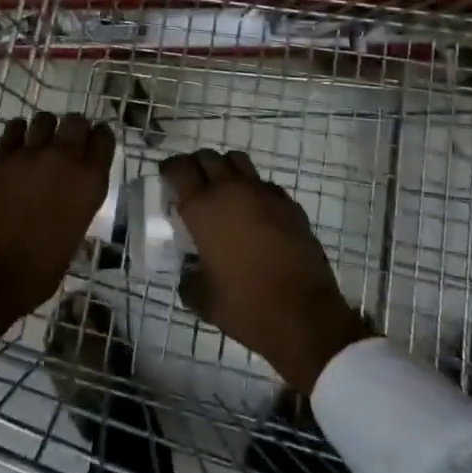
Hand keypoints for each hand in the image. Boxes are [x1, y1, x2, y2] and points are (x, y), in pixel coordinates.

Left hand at [0, 113, 115, 335]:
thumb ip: (77, 209)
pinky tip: (17, 144)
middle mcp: (64, 160)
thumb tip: (72, 201)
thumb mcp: (73, 241)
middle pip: (77, 122)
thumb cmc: (36, 273)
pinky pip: (14, 128)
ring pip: (45, 119)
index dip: (100, 138)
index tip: (95, 143)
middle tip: (69, 142)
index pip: (104, 140)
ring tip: (41, 142)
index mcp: (89, 184)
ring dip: (47, 128)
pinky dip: (18, 132)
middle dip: (75, 128)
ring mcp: (29, 155)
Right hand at [164, 149, 371, 394]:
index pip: (180, 169)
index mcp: (203, 209)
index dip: (170, 169)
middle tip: (193, 185)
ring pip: (238, 161)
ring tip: (223, 191)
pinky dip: (254, 190)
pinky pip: (264, 184)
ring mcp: (263, 194)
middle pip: (208, 157)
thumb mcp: (204, 300)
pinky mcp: (289, 204)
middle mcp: (231, 191)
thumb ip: (189, 281)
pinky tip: (255, 213)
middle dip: (196, 166)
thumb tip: (189, 274)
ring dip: (225, 169)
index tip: (167, 178)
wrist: (304, 315)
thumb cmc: (246, 306)